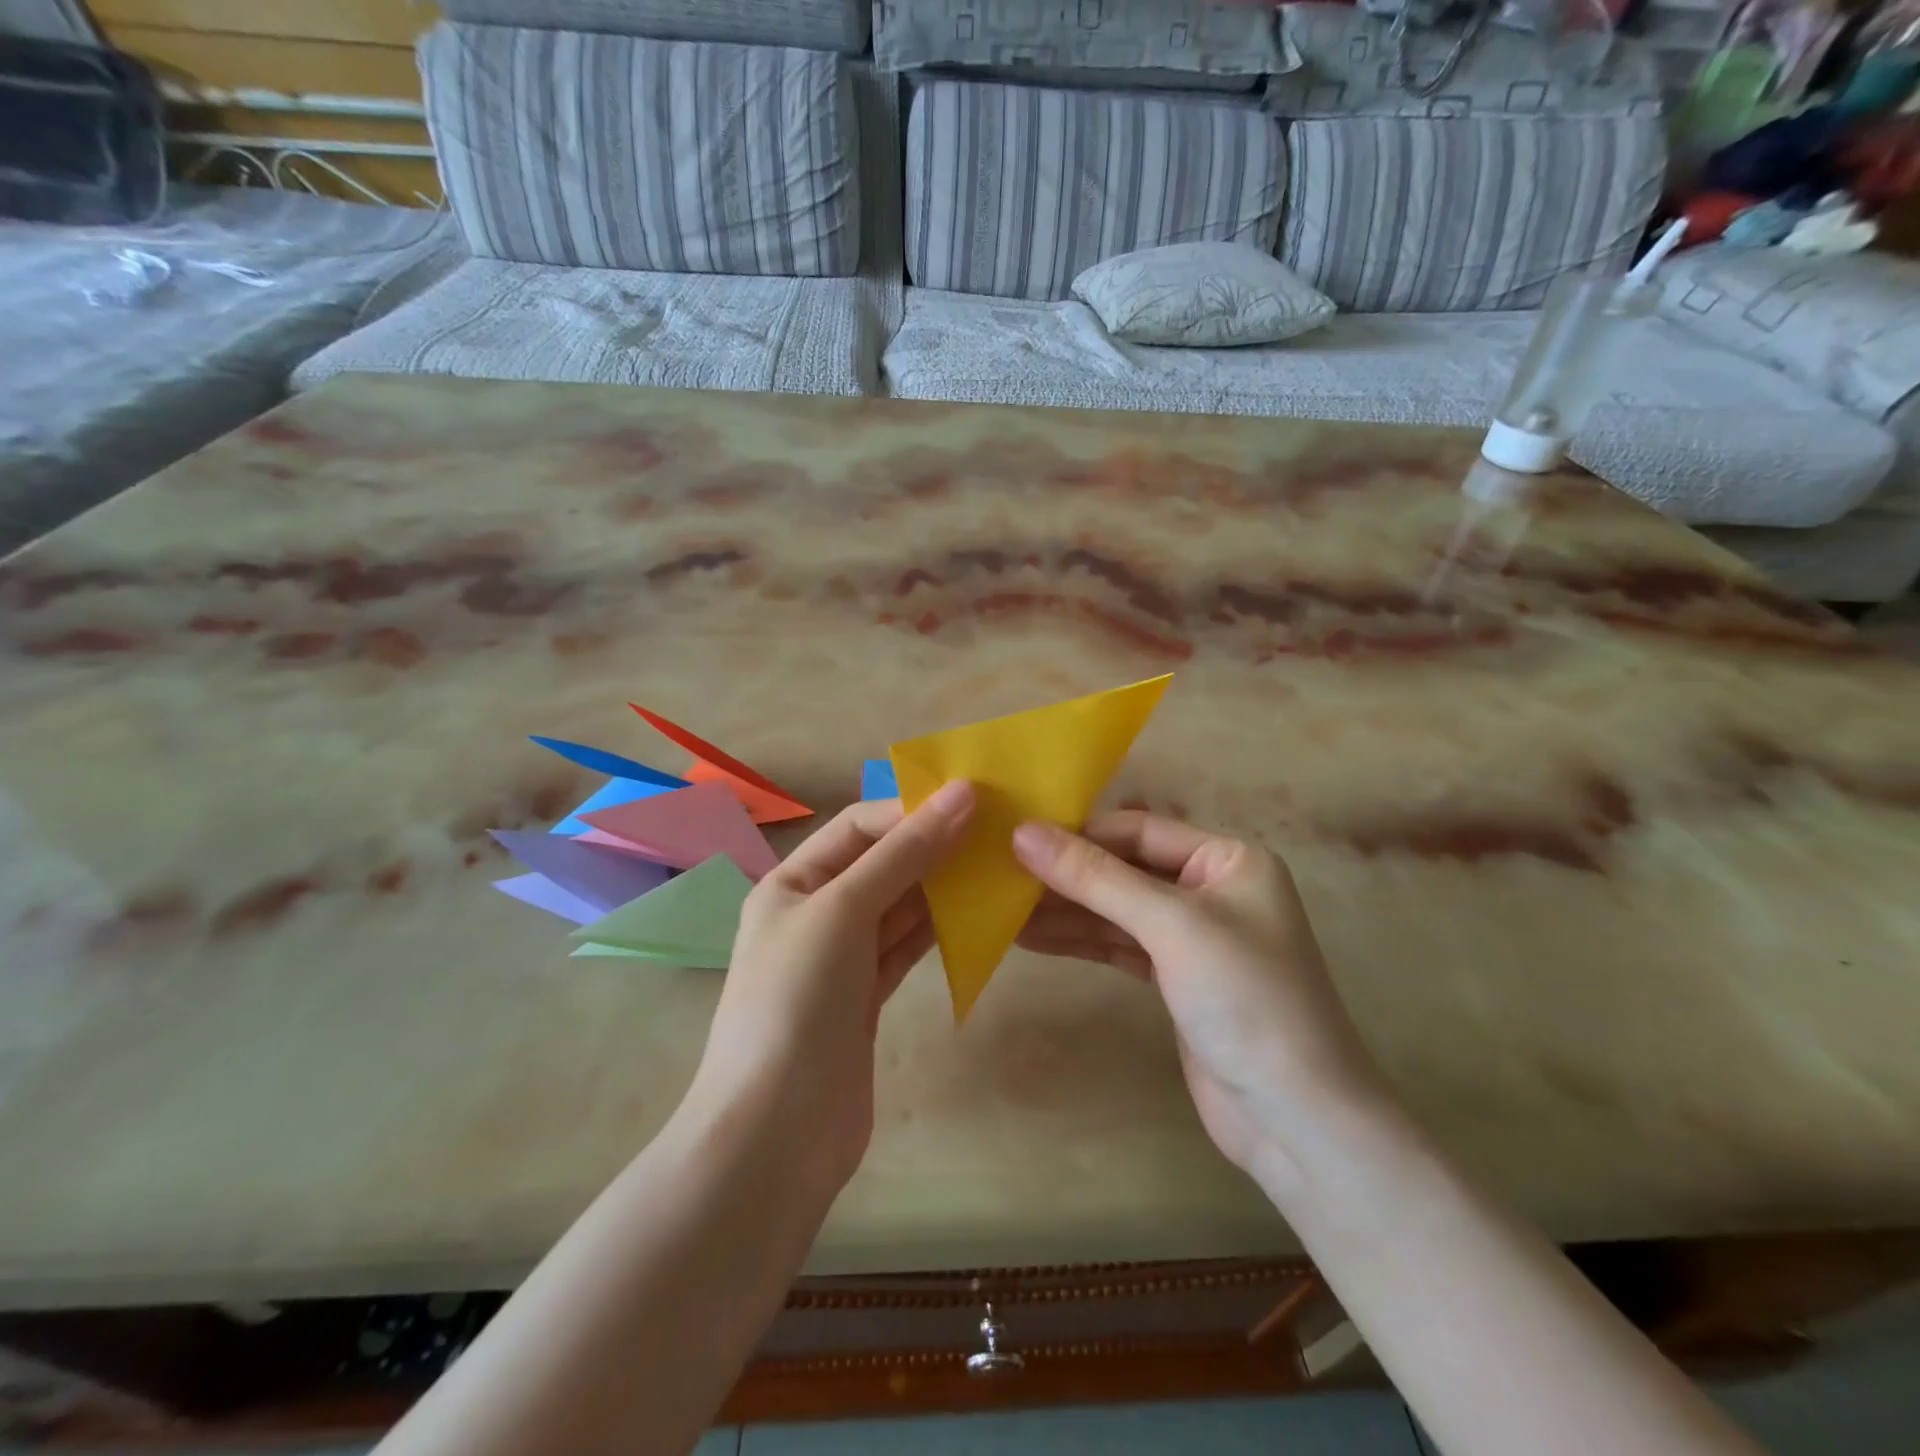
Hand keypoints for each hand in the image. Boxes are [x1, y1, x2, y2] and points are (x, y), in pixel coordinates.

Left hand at [689, 781, 974, 1208]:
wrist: (775, 1136)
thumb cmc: (797, 1002)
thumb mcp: (844, 910)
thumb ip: (904, 853)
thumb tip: (961, 794)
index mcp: (792, 882)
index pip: (858, 826)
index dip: (911, 810)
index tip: (974, 802)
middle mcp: (814, 913)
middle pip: (881, 864)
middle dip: (932, 846)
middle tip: (997, 833)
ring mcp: (840, 959)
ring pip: (899, 907)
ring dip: (942, 888)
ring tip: (996, 867)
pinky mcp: (865, 999)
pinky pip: (906, 948)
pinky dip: (938, 930)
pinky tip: (976, 916)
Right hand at [1013, 813, 1387, 1181]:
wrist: (1297, 1120)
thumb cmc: (1246, 1000)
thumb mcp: (1170, 926)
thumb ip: (1096, 877)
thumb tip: (1023, 833)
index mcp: (1228, 860)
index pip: (1139, 830)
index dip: (1079, 834)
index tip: (1015, 840)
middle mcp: (1212, 890)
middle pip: (1124, 869)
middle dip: (1066, 875)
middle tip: (999, 876)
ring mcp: (1194, 937)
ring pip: (1117, 910)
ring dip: (1064, 911)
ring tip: (1002, 910)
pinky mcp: (1176, 979)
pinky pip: (1119, 946)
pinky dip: (1080, 941)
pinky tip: (1032, 938)